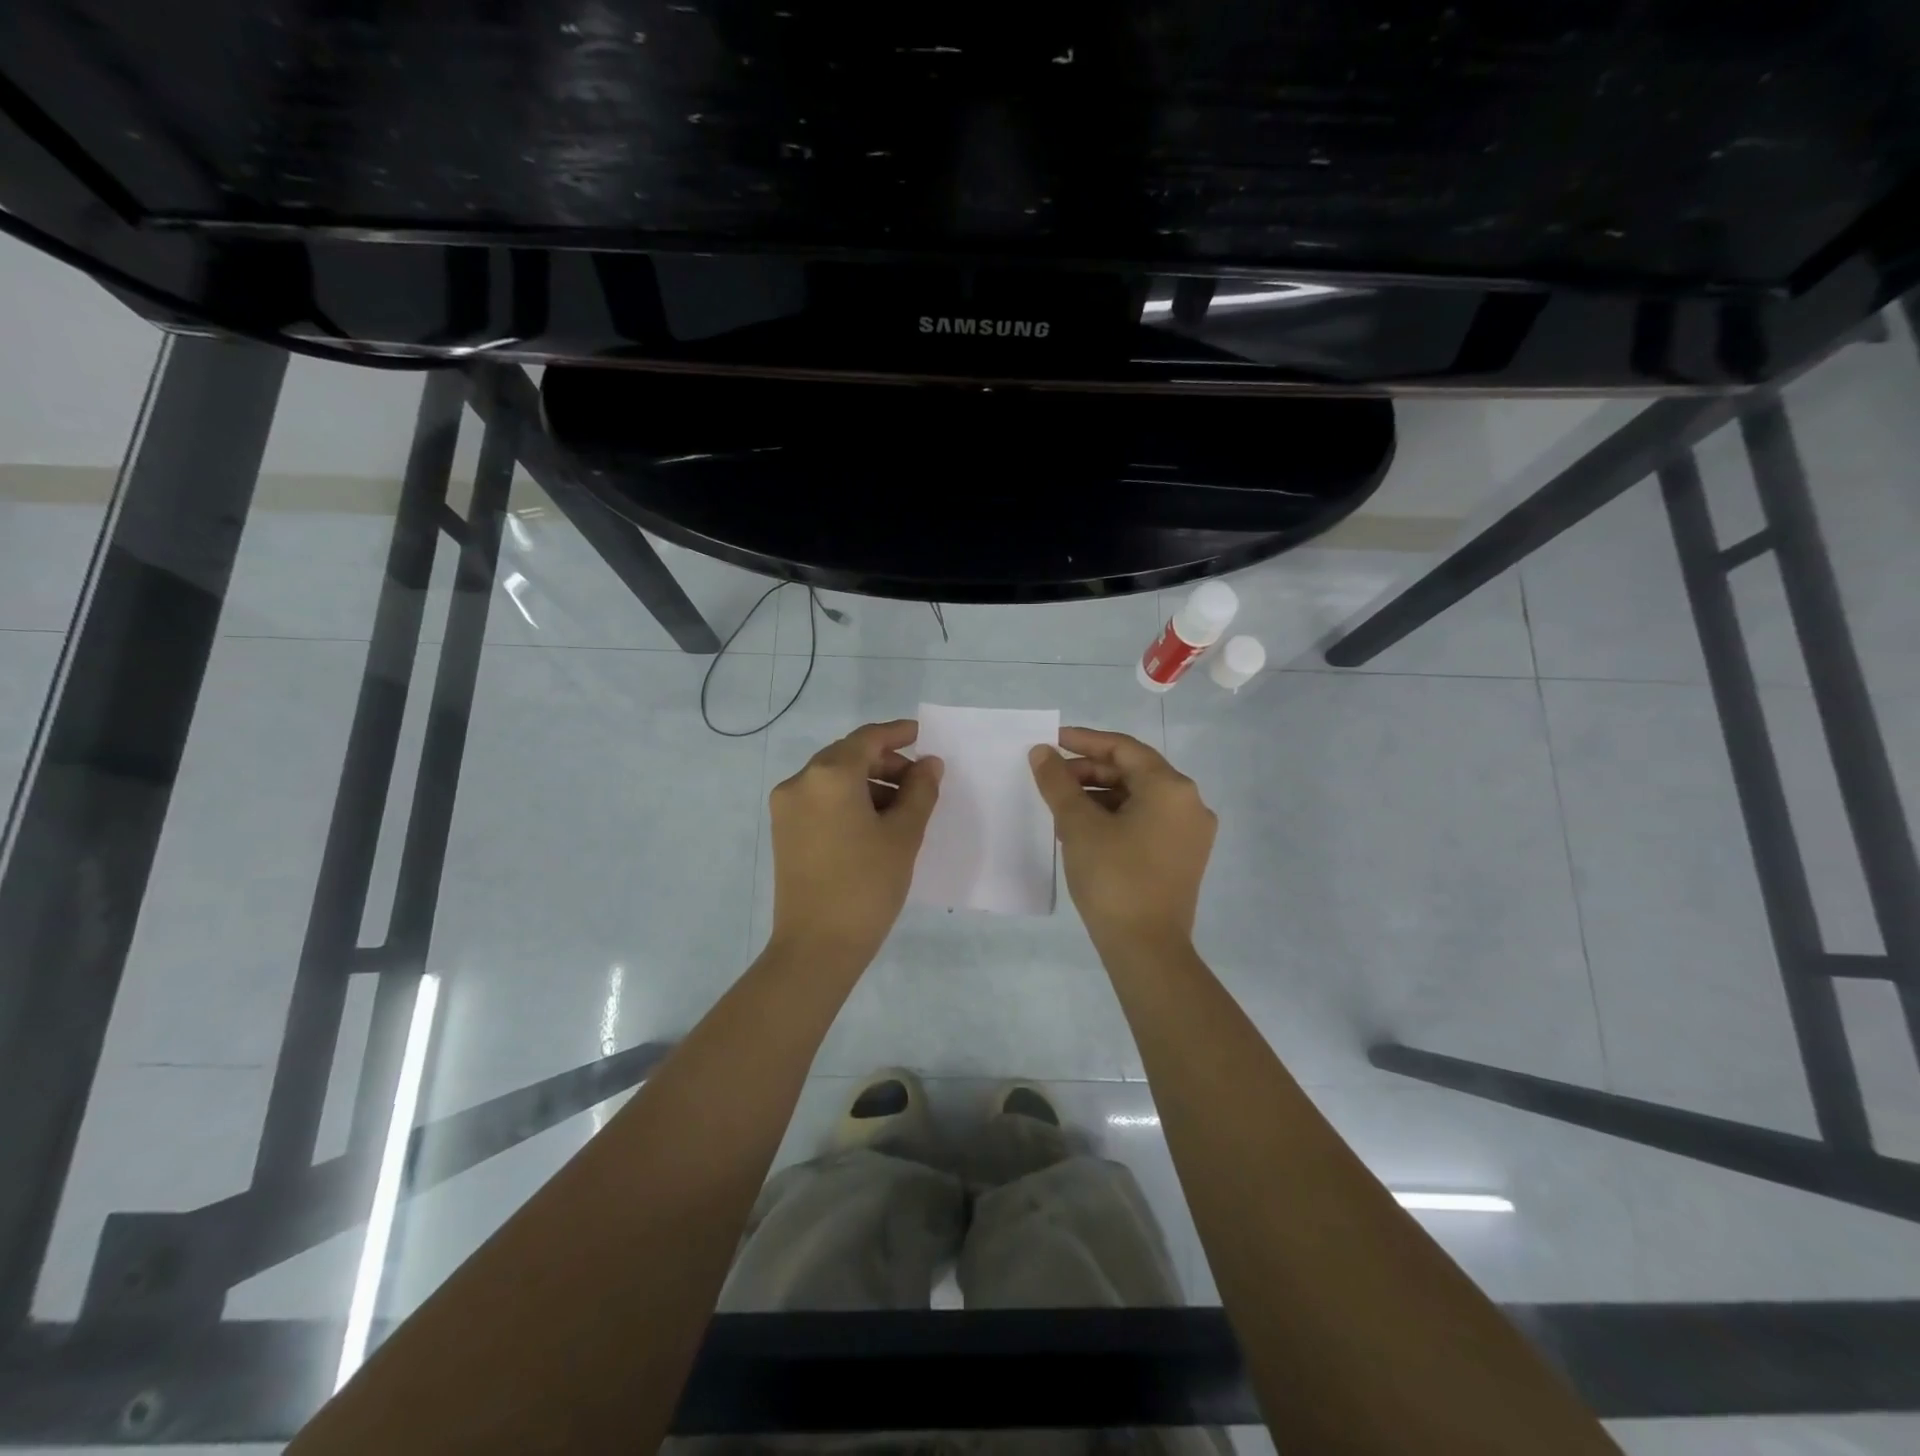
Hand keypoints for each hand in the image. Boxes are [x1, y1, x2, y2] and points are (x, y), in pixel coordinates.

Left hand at [768, 719, 943, 965]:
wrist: (817, 946)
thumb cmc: (867, 885)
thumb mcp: (903, 835)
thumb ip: (920, 791)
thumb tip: (929, 763)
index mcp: (829, 775)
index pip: (867, 739)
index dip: (897, 733)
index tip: (922, 735)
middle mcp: (800, 782)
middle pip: (848, 756)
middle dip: (885, 762)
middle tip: (920, 780)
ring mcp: (786, 807)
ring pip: (833, 779)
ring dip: (868, 782)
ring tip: (902, 808)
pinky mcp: (783, 831)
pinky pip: (820, 800)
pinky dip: (848, 800)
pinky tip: (874, 823)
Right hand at [1029, 727, 1215, 951]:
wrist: (1147, 949)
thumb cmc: (1113, 878)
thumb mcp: (1078, 825)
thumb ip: (1058, 782)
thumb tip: (1041, 752)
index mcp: (1171, 787)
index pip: (1123, 749)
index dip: (1084, 741)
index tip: (1051, 741)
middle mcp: (1189, 803)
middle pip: (1134, 771)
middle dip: (1090, 771)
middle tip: (1052, 778)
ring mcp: (1190, 832)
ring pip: (1140, 798)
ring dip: (1101, 795)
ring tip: (1063, 805)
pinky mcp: (1184, 856)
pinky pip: (1147, 821)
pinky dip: (1117, 816)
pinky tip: (1086, 829)